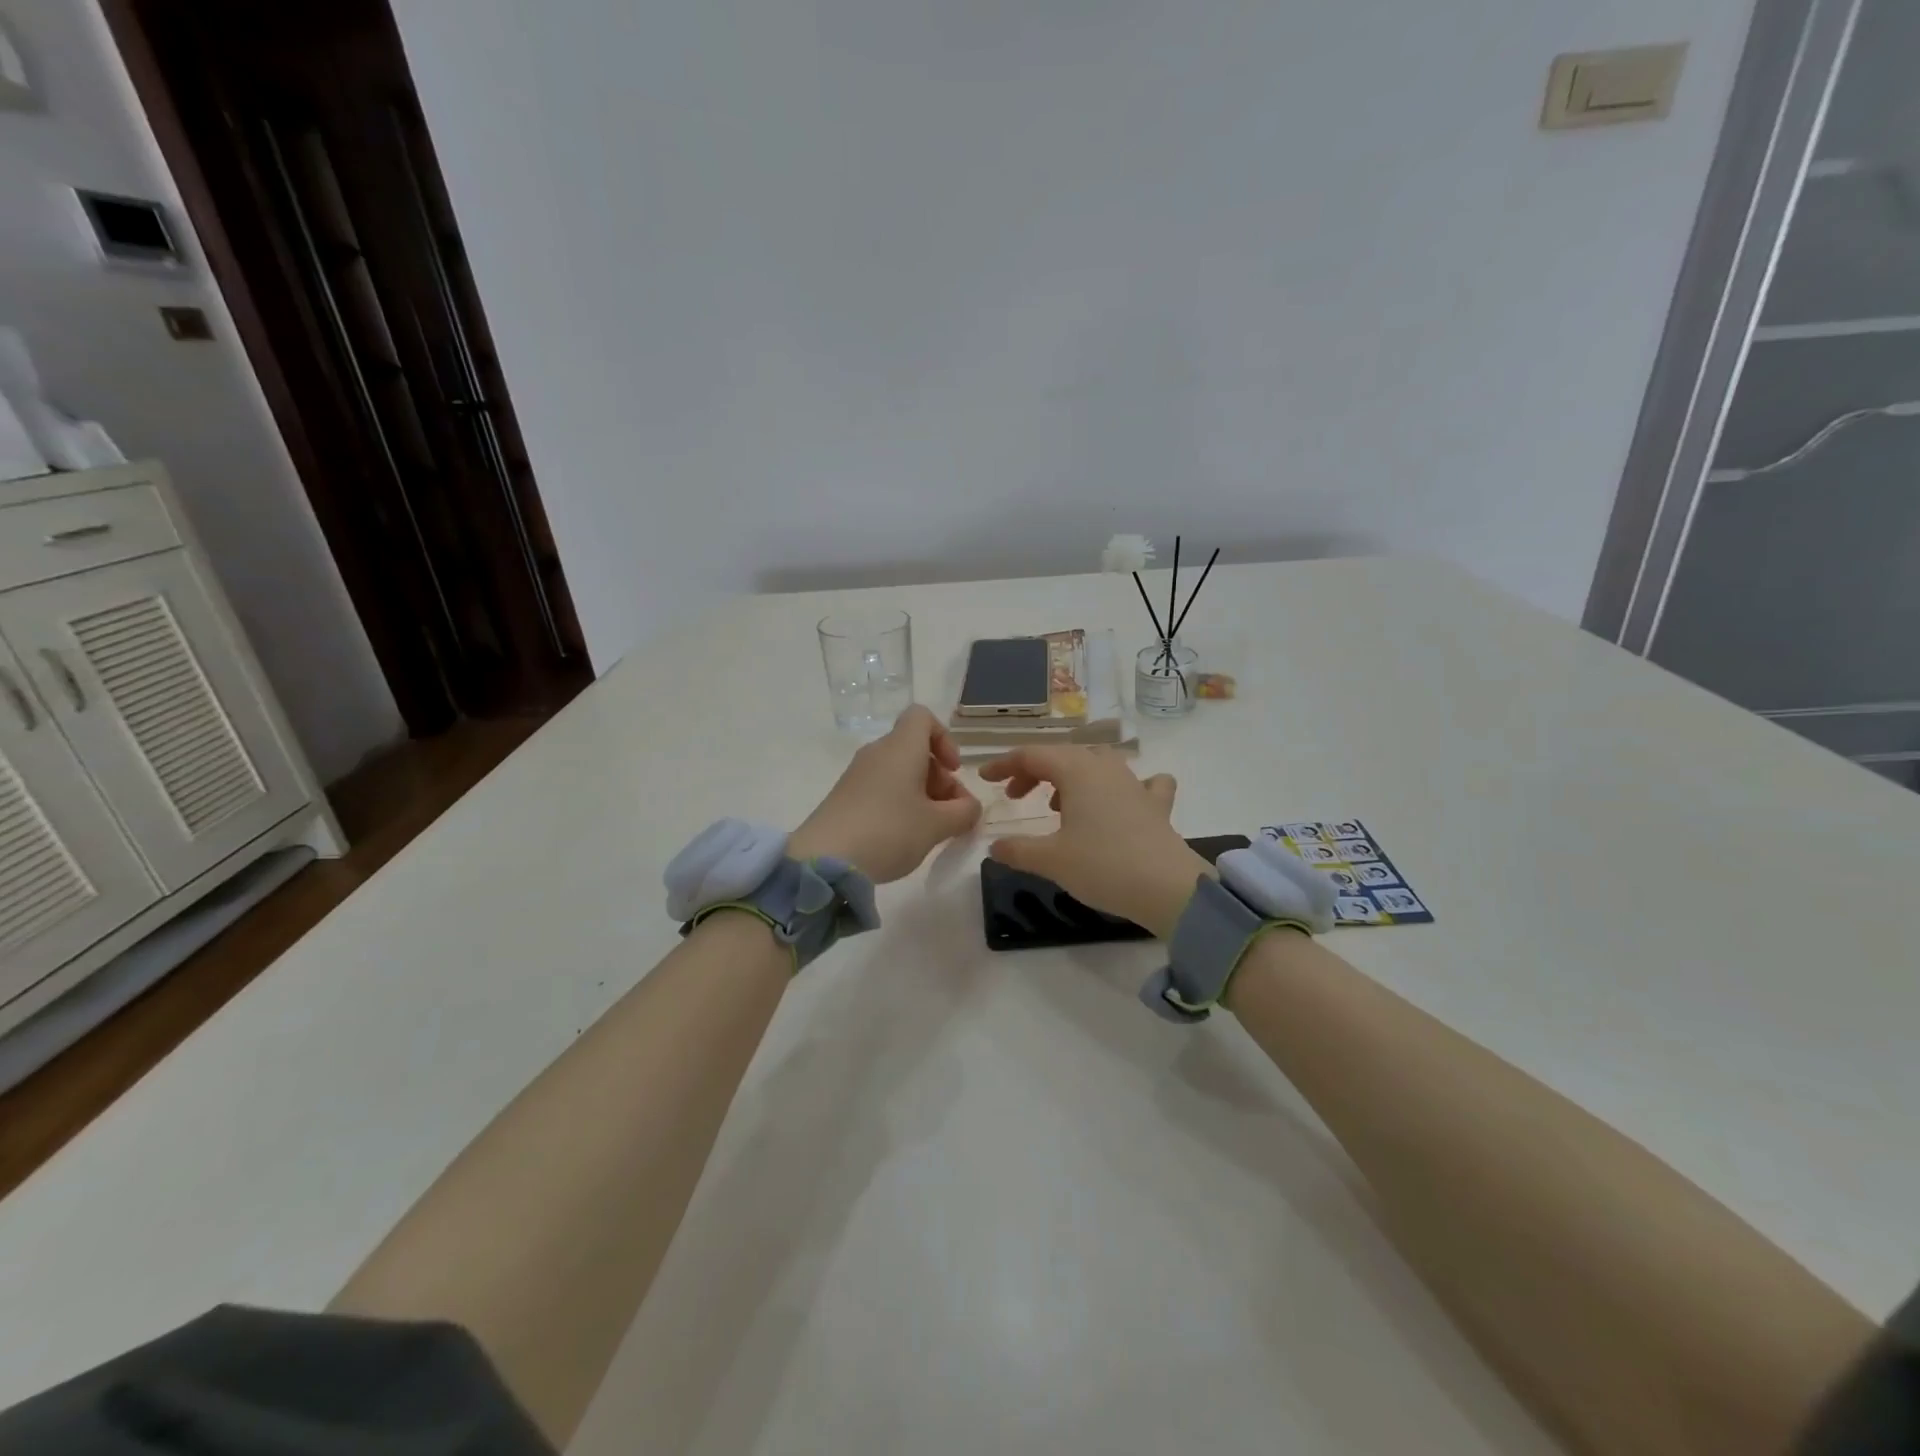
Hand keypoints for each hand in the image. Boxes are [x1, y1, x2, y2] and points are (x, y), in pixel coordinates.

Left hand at [789, 705, 981, 883]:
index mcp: (900, 747)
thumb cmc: (889, 831)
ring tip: (932, 830)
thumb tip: (970, 807)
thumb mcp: (937, 825)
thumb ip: (964, 812)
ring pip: (899, 771)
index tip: (953, 770)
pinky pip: (882, 788)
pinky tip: (905, 836)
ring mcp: (857, 775)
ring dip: (922, 794)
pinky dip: (900, 804)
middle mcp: (877, 753)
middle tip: (952, 813)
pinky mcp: (845, 798)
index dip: (944, 738)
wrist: (825, 861)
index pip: (922, 717)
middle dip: (940, 777)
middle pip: (914, 749)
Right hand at [978, 746, 1211, 938]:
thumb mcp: (1051, 860)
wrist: (1168, 888)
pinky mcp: (1156, 805)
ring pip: (1097, 763)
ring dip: (1071, 776)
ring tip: (1057, 803)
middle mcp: (1106, 768)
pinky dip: (1124, 787)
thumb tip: (994, 846)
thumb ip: (1018, 850)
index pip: (1032, 755)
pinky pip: (1140, 783)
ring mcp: (1134, 783)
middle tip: (1016, 796)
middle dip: (1034, 771)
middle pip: (1063, 755)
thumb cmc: (1103, 866)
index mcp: (1077, 771)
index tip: (984, 779)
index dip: (1004, 764)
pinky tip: (1124, 800)